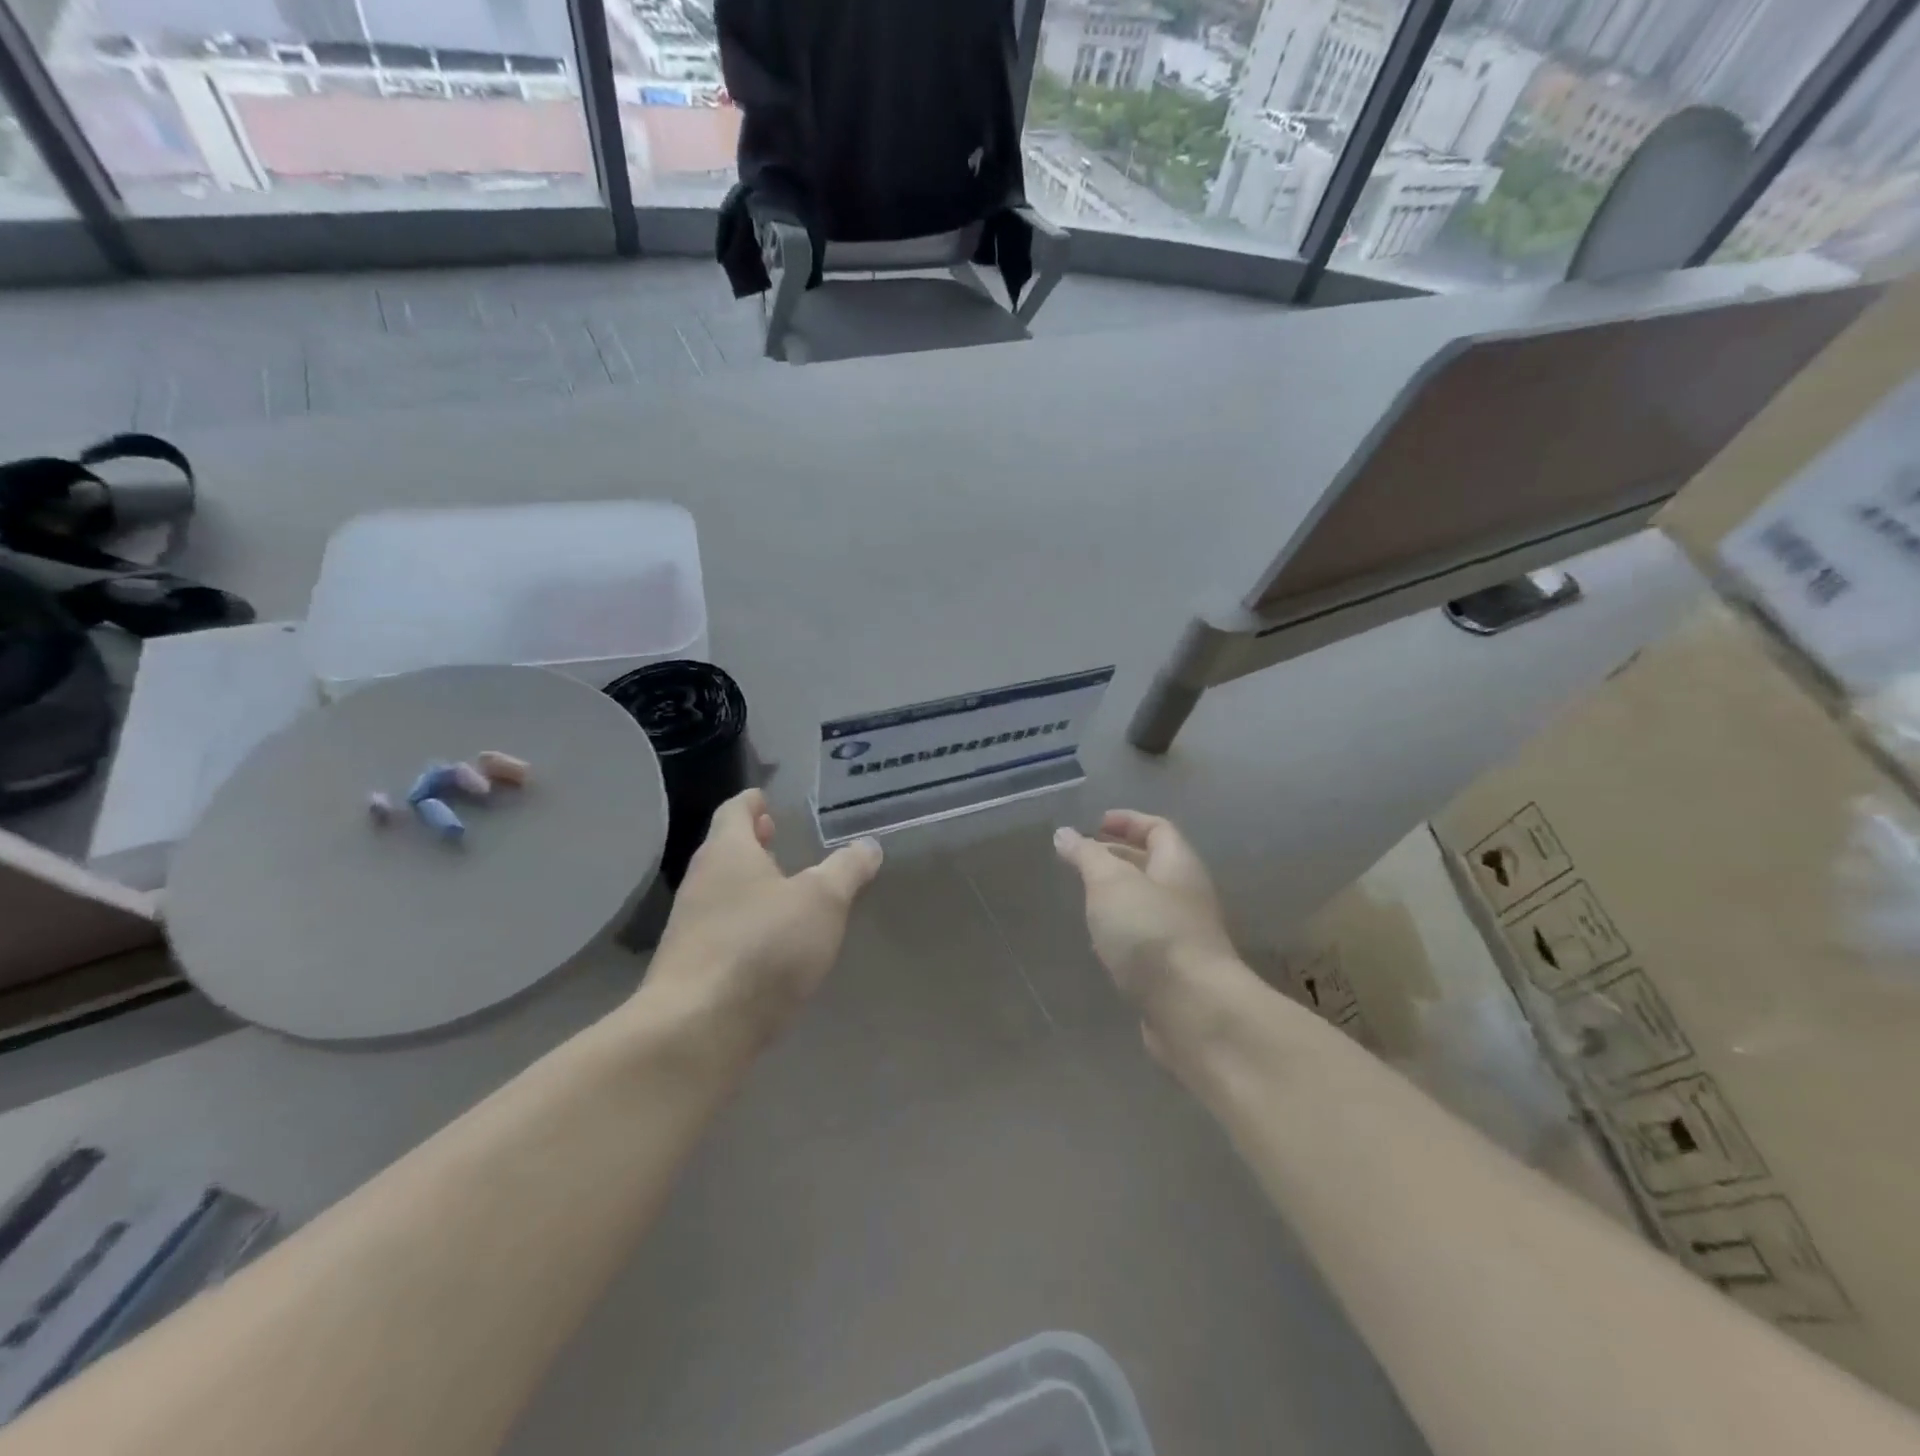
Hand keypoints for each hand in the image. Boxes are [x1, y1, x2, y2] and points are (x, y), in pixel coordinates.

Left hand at [645, 789, 882, 1041]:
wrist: (698, 1030)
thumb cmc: (763, 946)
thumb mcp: (822, 902)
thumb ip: (846, 870)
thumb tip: (868, 846)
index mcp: (728, 852)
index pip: (735, 811)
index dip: (752, 802)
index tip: (765, 798)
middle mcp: (701, 882)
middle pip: (725, 850)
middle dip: (752, 843)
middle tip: (776, 836)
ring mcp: (690, 926)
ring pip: (722, 890)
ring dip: (749, 883)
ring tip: (782, 887)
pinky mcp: (691, 967)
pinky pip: (721, 929)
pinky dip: (745, 921)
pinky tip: (769, 941)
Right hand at [1055, 810, 1253, 1063]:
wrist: (1193, 1010)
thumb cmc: (1151, 932)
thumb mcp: (1110, 883)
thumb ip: (1086, 856)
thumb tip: (1065, 834)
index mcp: (1178, 865)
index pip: (1158, 828)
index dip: (1128, 821)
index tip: (1095, 823)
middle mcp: (1186, 895)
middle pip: (1154, 865)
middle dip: (1118, 857)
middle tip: (1082, 859)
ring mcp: (1183, 935)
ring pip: (1147, 903)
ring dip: (1118, 896)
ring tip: (1084, 897)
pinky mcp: (1174, 970)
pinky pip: (1145, 938)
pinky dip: (1121, 932)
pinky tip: (1099, 942)